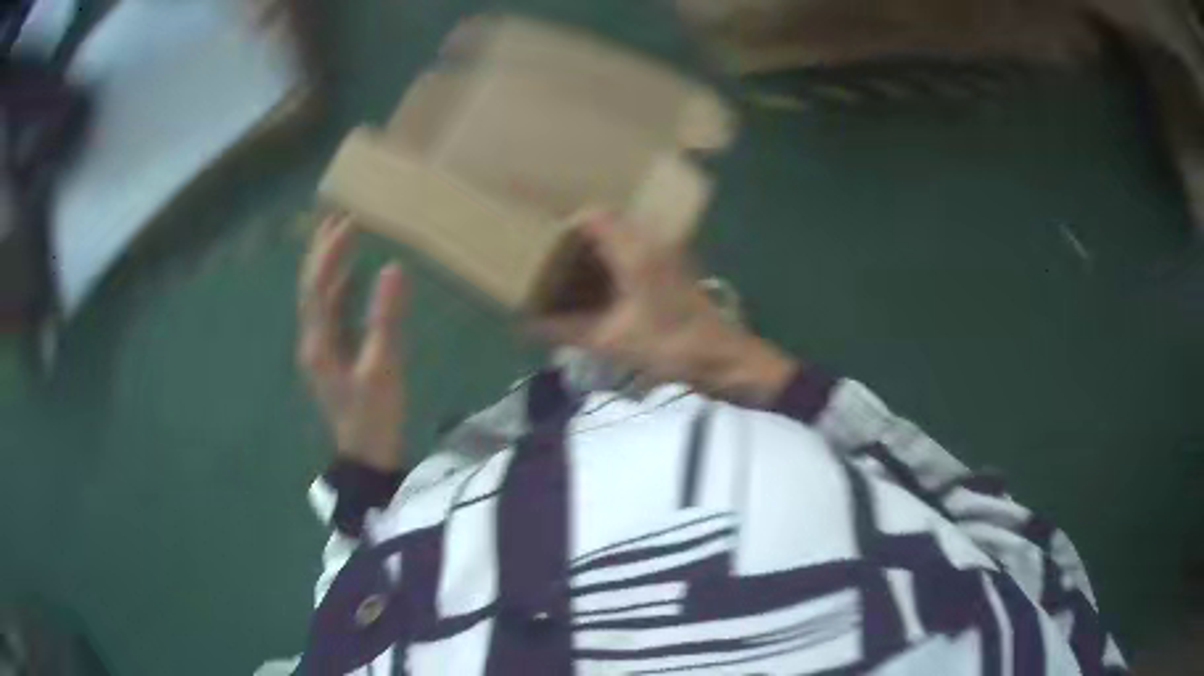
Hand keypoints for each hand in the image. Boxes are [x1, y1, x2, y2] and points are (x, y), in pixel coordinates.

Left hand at [298, 216, 407, 470]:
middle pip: (310, 285)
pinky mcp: (333, 354)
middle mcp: (312, 339)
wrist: (366, 458)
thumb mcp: (383, 368)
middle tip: (336, 213)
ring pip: (318, 296)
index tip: (352, 220)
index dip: (332, 250)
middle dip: (321, 249)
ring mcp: (321, 347)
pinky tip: (351, 274)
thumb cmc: (374, 416)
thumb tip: (393, 267)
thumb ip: (386, 318)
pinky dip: (338, 286)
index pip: (319, 284)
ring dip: (326, 263)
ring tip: (340, 233)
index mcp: (318, 342)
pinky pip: (331, 310)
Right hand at [536, 211, 796, 404]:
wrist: (725, 360)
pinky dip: (612, 265)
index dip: (566, 225)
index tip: (544, 243)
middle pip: (607, 223)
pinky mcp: (673, 270)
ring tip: (569, 275)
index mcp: (636, 251)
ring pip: (621, 238)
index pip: (594, 215)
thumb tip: (528, 327)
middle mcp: (651, 243)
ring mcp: (665, 255)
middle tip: (551, 260)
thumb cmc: (671, 346)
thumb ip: (568, 331)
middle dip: (576, 240)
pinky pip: (634, 254)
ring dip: (595, 252)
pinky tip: (600, 291)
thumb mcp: (613, 341)